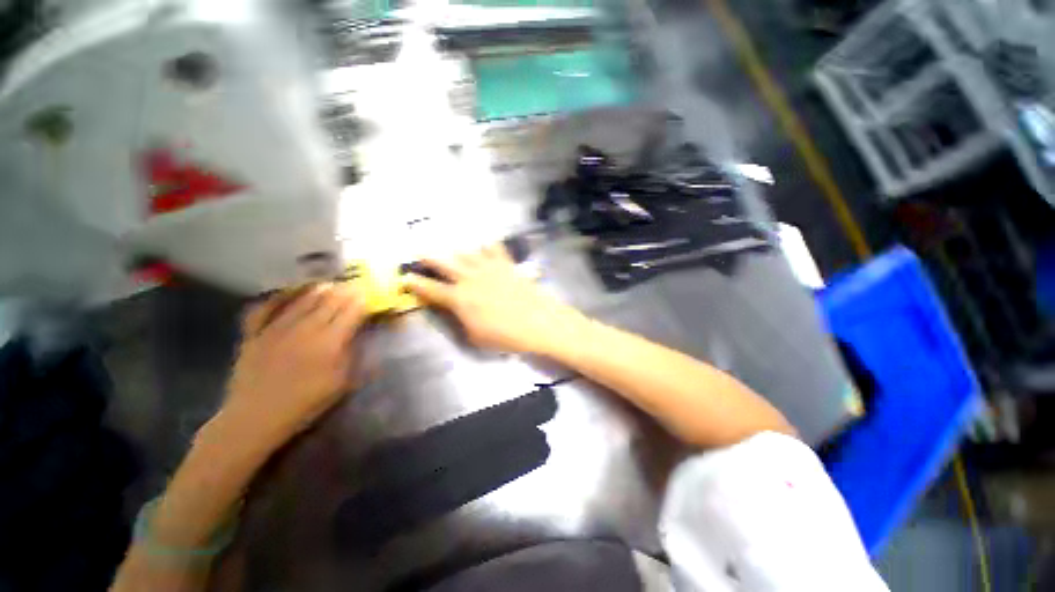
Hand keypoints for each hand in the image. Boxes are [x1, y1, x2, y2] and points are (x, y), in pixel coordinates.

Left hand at [219, 283, 367, 452]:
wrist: (256, 418)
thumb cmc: (305, 403)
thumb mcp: (342, 384)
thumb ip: (354, 355)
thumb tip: (362, 335)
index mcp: (329, 342)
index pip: (351, 312)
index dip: (362, 301)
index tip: (369, 294)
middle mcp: (305, 328)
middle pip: (330, 301)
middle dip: (345, 291)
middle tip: (354, 286)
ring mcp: (277, 328)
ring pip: (302, 299)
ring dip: (319, 289)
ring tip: (330, 284)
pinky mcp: (254, 333)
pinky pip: (266, 307)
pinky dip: (279, 296)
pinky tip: (290, 291)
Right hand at [404, 245, 585, 354]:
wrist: (538, 322)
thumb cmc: (506, 336)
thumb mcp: (475, 336)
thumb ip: (461, 319)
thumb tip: (454, 309)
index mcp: (459, 298)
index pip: (431, 289)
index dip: (416, 284)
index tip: (405, 278)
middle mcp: (470, 278)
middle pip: (444, 263)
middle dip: (429, 257)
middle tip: (418, 250)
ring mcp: (489, 268)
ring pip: (466, 253)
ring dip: (454, 250)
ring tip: (448, 246)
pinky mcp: (506, 264)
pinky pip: (494, 249)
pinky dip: (487, 245)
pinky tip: (484, 243)